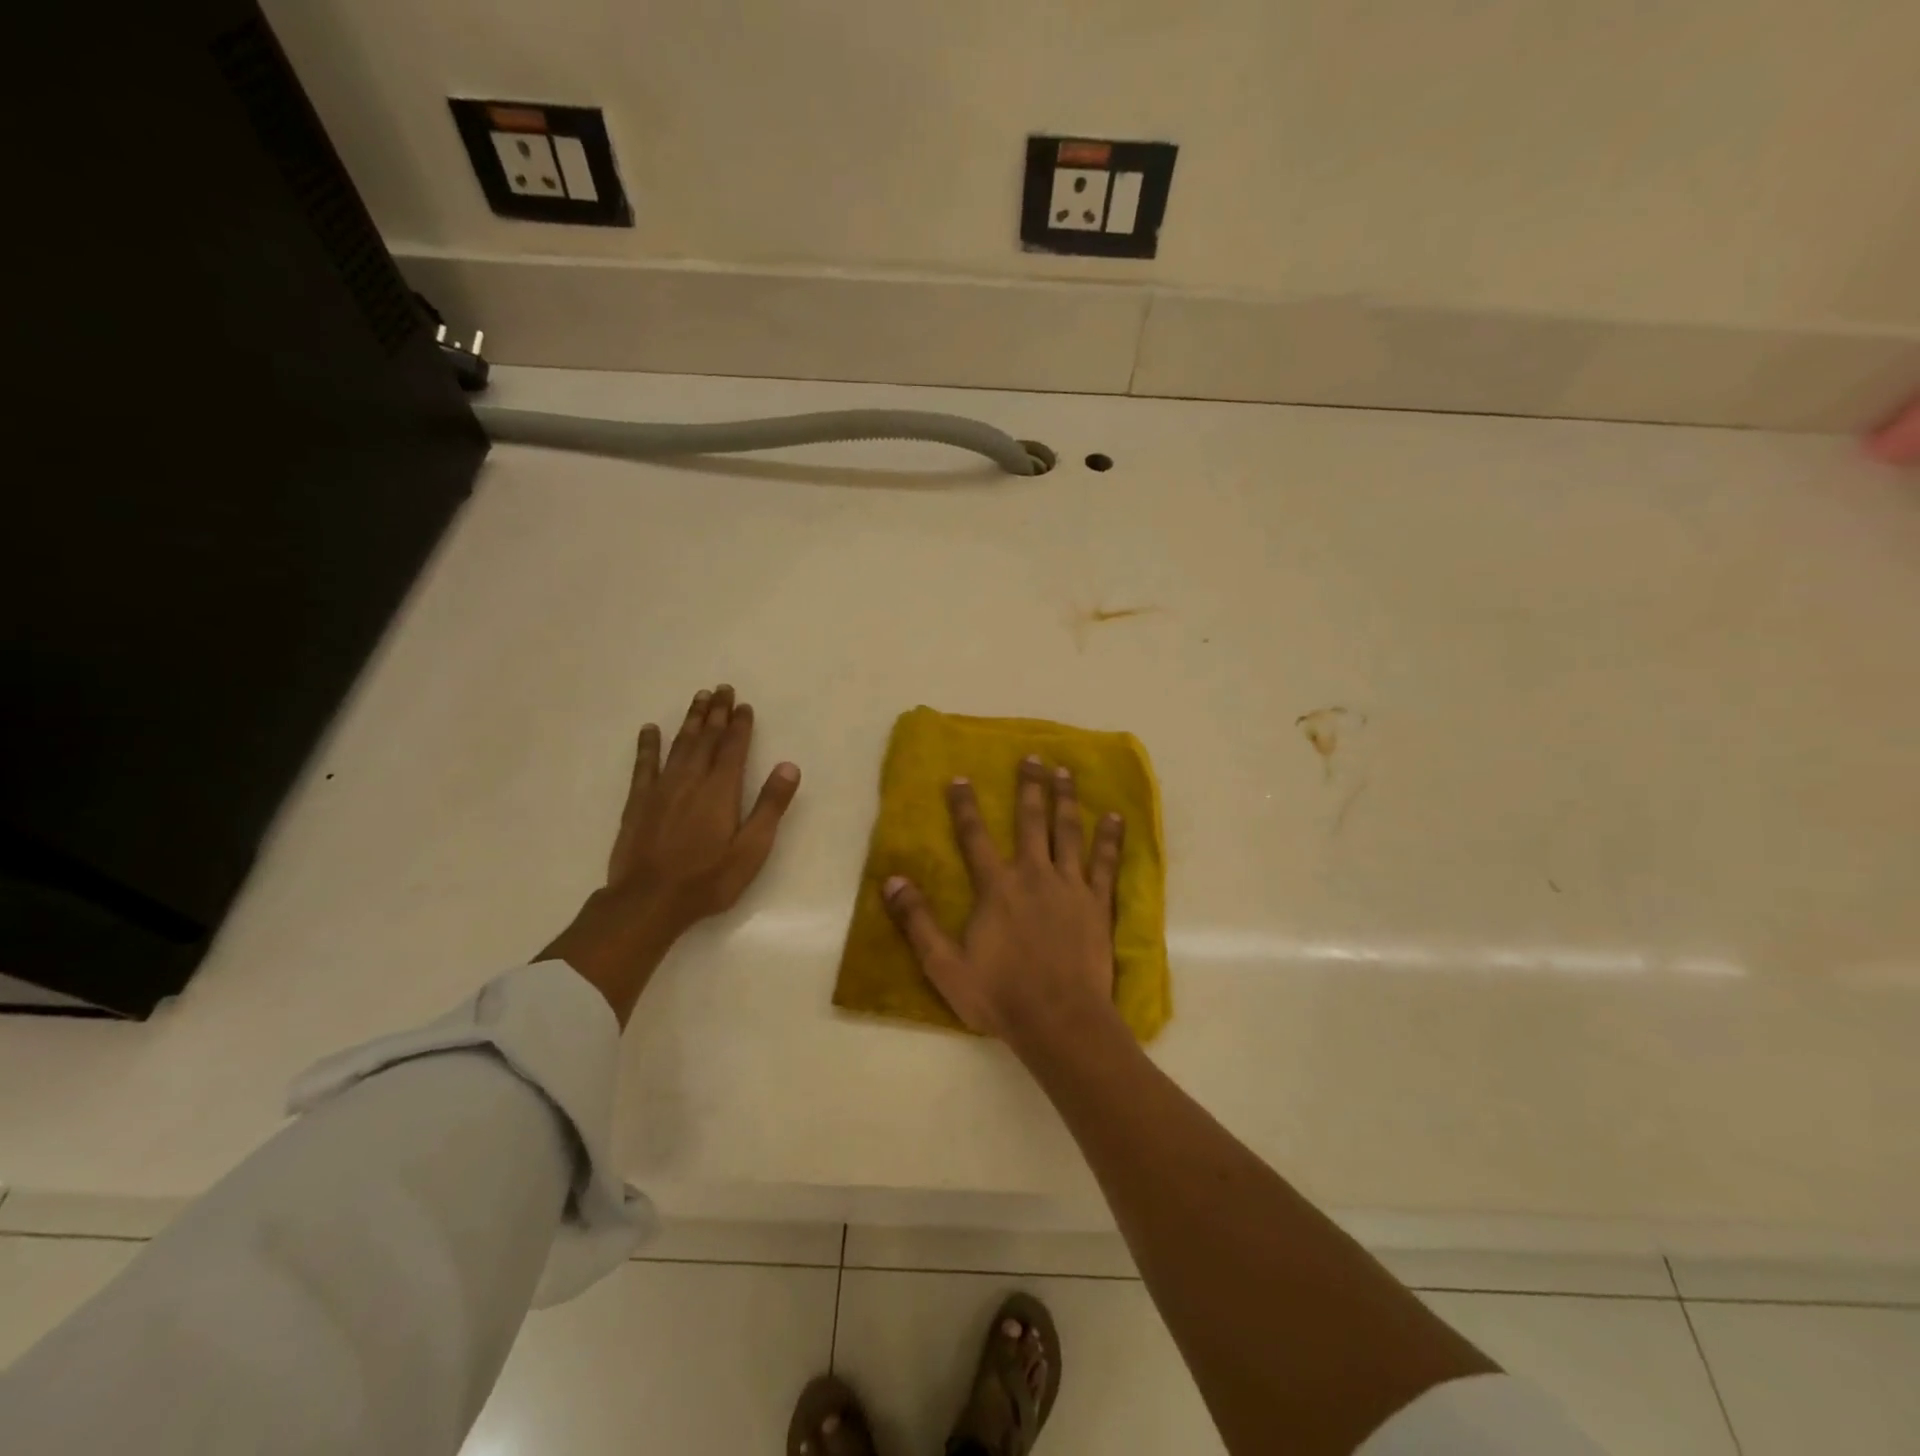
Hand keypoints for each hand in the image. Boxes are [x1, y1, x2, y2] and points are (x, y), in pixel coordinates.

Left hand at [544, 684, 800, 1022]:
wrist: (648, 901)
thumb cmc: (708, 879)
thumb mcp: (751, 849)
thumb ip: (770, 806)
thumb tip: (789, 766)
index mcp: (721, 790)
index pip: (733, 747)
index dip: (740, 725)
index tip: (743, 704)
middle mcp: (691, 780)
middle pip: (706, 738)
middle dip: (715, 713)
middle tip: (721, 689)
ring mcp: (661, 789)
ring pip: (679, 744)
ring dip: (689, 720)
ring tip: (697, 698)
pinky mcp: (638, 802)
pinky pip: (644, 765)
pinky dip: (648, 745)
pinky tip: (650, 730)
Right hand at [883, 755, 1124, 1054]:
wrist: (1060, 1020)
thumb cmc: (1000, 995)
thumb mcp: (944, 965)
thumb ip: (917, 921)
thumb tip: (892, 880)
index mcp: (996, 888)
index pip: (974, 837)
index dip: (965, 806)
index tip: (961, 777)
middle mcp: (1033, 875)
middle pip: (1030, 821)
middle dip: (1029, 787)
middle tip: (1033, 757)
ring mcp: (1070, 887)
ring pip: (1067, 832)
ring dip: (1065, 799)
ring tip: (1065, 772)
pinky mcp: (1097, 904)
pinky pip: (1105, 863)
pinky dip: (1109, 838)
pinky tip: (1115, 817)